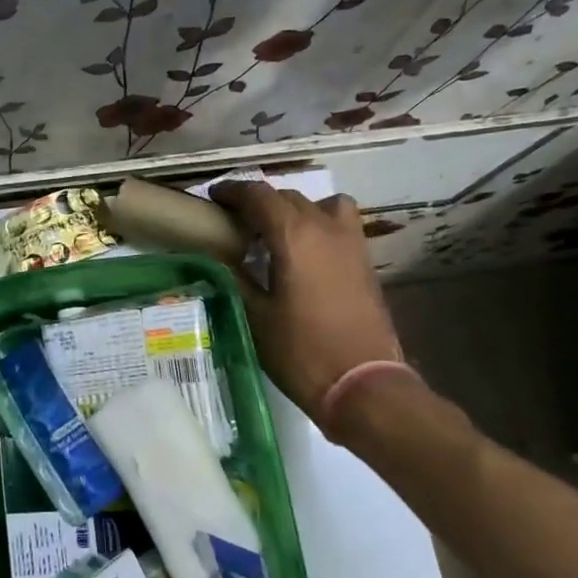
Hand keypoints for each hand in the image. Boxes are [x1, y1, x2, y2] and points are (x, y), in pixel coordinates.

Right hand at [209, 181, 402, 420]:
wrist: (363, 385)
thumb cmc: (301, 351)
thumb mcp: (254, 315)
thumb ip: (234, 277)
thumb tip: (216, 256)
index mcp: (294, 235)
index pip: (259, 195)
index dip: (233, 192)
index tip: (213, 198)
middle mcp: (325, 228)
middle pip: (288, 197)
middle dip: (259, 202)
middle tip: (235, 221)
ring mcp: (351, 243)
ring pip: (321, 205)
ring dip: (296, 209)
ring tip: (277, 232)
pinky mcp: (365, 262)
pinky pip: (340, 224)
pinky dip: (319, 224)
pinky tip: (304, 253)